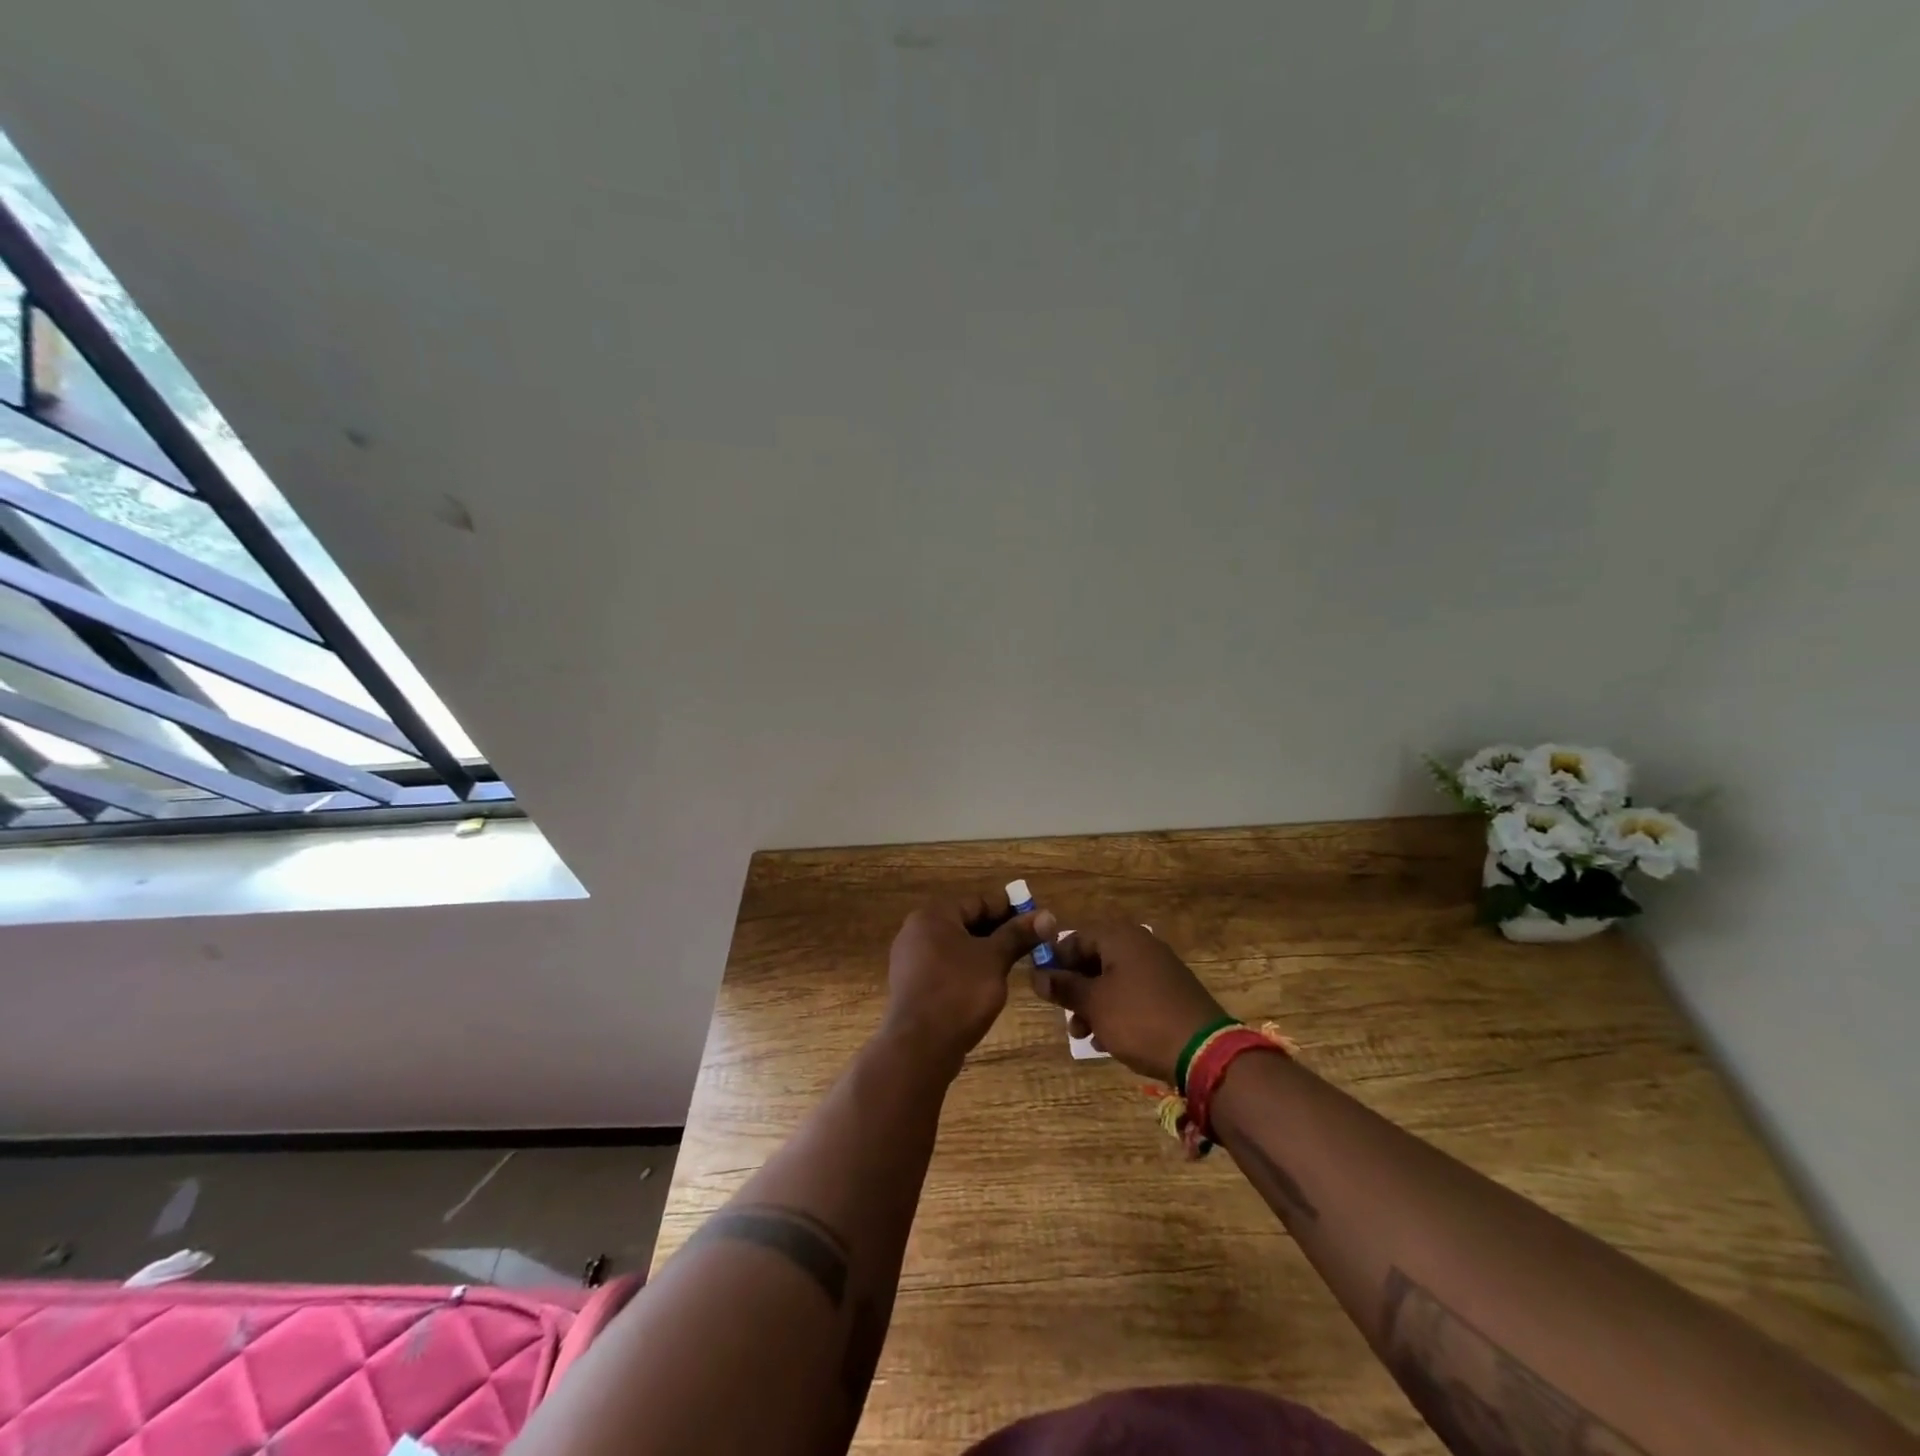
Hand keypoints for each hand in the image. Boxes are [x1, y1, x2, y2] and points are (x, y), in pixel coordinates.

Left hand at [881, 888, 1041, 1075]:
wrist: (920, 1046)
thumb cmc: (959, 992)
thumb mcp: (994, 959)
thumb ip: (1018, 935)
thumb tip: (1047, 915)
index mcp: (933, 916)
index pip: (978, 902)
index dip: (1009, 910)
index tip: (1036, 923)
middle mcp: (916, 931)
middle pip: (966, 923)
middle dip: (998, 933)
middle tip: (1029, 945)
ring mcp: (910, 959)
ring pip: (956, 947)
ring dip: (984, 952)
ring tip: (1013, 964)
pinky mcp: (912, 985)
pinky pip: (945, 967)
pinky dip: (967, 969)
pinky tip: (987, 984)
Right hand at [1031, 920, 1227, 1083]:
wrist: (1204, 1051)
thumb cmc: (1139, 1019)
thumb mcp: (1093, 1004)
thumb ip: (1063, 987)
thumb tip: (1036, 976)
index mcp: (1119, 937)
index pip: (1075, 938)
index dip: (1055, 962)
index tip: (1044, 989)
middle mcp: (1140, 944)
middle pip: (1094, 959)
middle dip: (1075, 989)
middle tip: (1065, 1017)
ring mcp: (1159, 968)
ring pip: (1113, 980)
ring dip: (1093, 1005)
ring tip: (1084, 1036)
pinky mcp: (1171, 993)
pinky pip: (1133, 995)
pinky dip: (1117, 1012)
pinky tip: (1108, 1041)